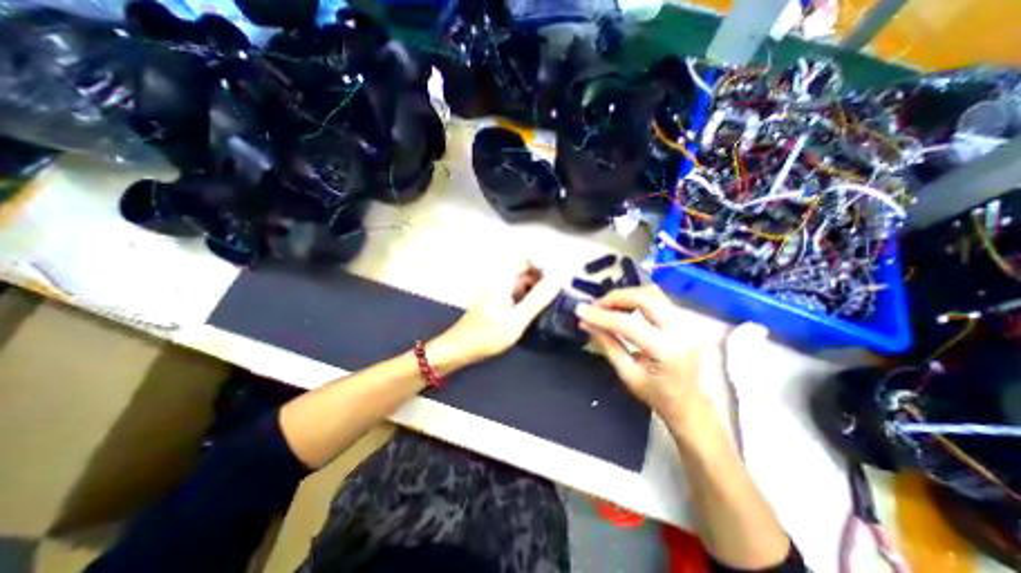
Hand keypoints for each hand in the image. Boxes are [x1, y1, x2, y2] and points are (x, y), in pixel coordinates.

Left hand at [427, 263, 560, 368]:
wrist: (459, 349)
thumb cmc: (485, 336)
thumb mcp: (516, 320)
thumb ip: (537, 299)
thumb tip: (558, 279)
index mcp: (503, 279)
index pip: (528, 258)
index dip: (545, 264)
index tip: (558, 280)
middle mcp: (501, 280)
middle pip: (528, 269)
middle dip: (545, 277)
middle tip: (559, 294)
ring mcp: (500, 290)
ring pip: (525, 281)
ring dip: (539, 288)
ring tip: (553, 302)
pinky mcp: (500, 301)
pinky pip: (520, 292)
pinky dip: (531, 297)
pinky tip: (539, 309)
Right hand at [573, 283, 711, 423]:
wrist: (698, 409)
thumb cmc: (661, 398)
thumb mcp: (629, 374)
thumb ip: (607, 344)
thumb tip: (586, 323)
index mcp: (667, 350)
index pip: (626, 323)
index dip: (600, 315)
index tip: (580, 310)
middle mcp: (684, 330)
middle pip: (644, 297)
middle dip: (615, 298)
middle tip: (596, 306)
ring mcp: (691, 322)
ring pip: (654, 293)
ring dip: (627, 296)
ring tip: (609, 307)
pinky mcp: (692, 320)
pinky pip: (661, 300)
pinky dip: (640, 300)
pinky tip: (627, 309)